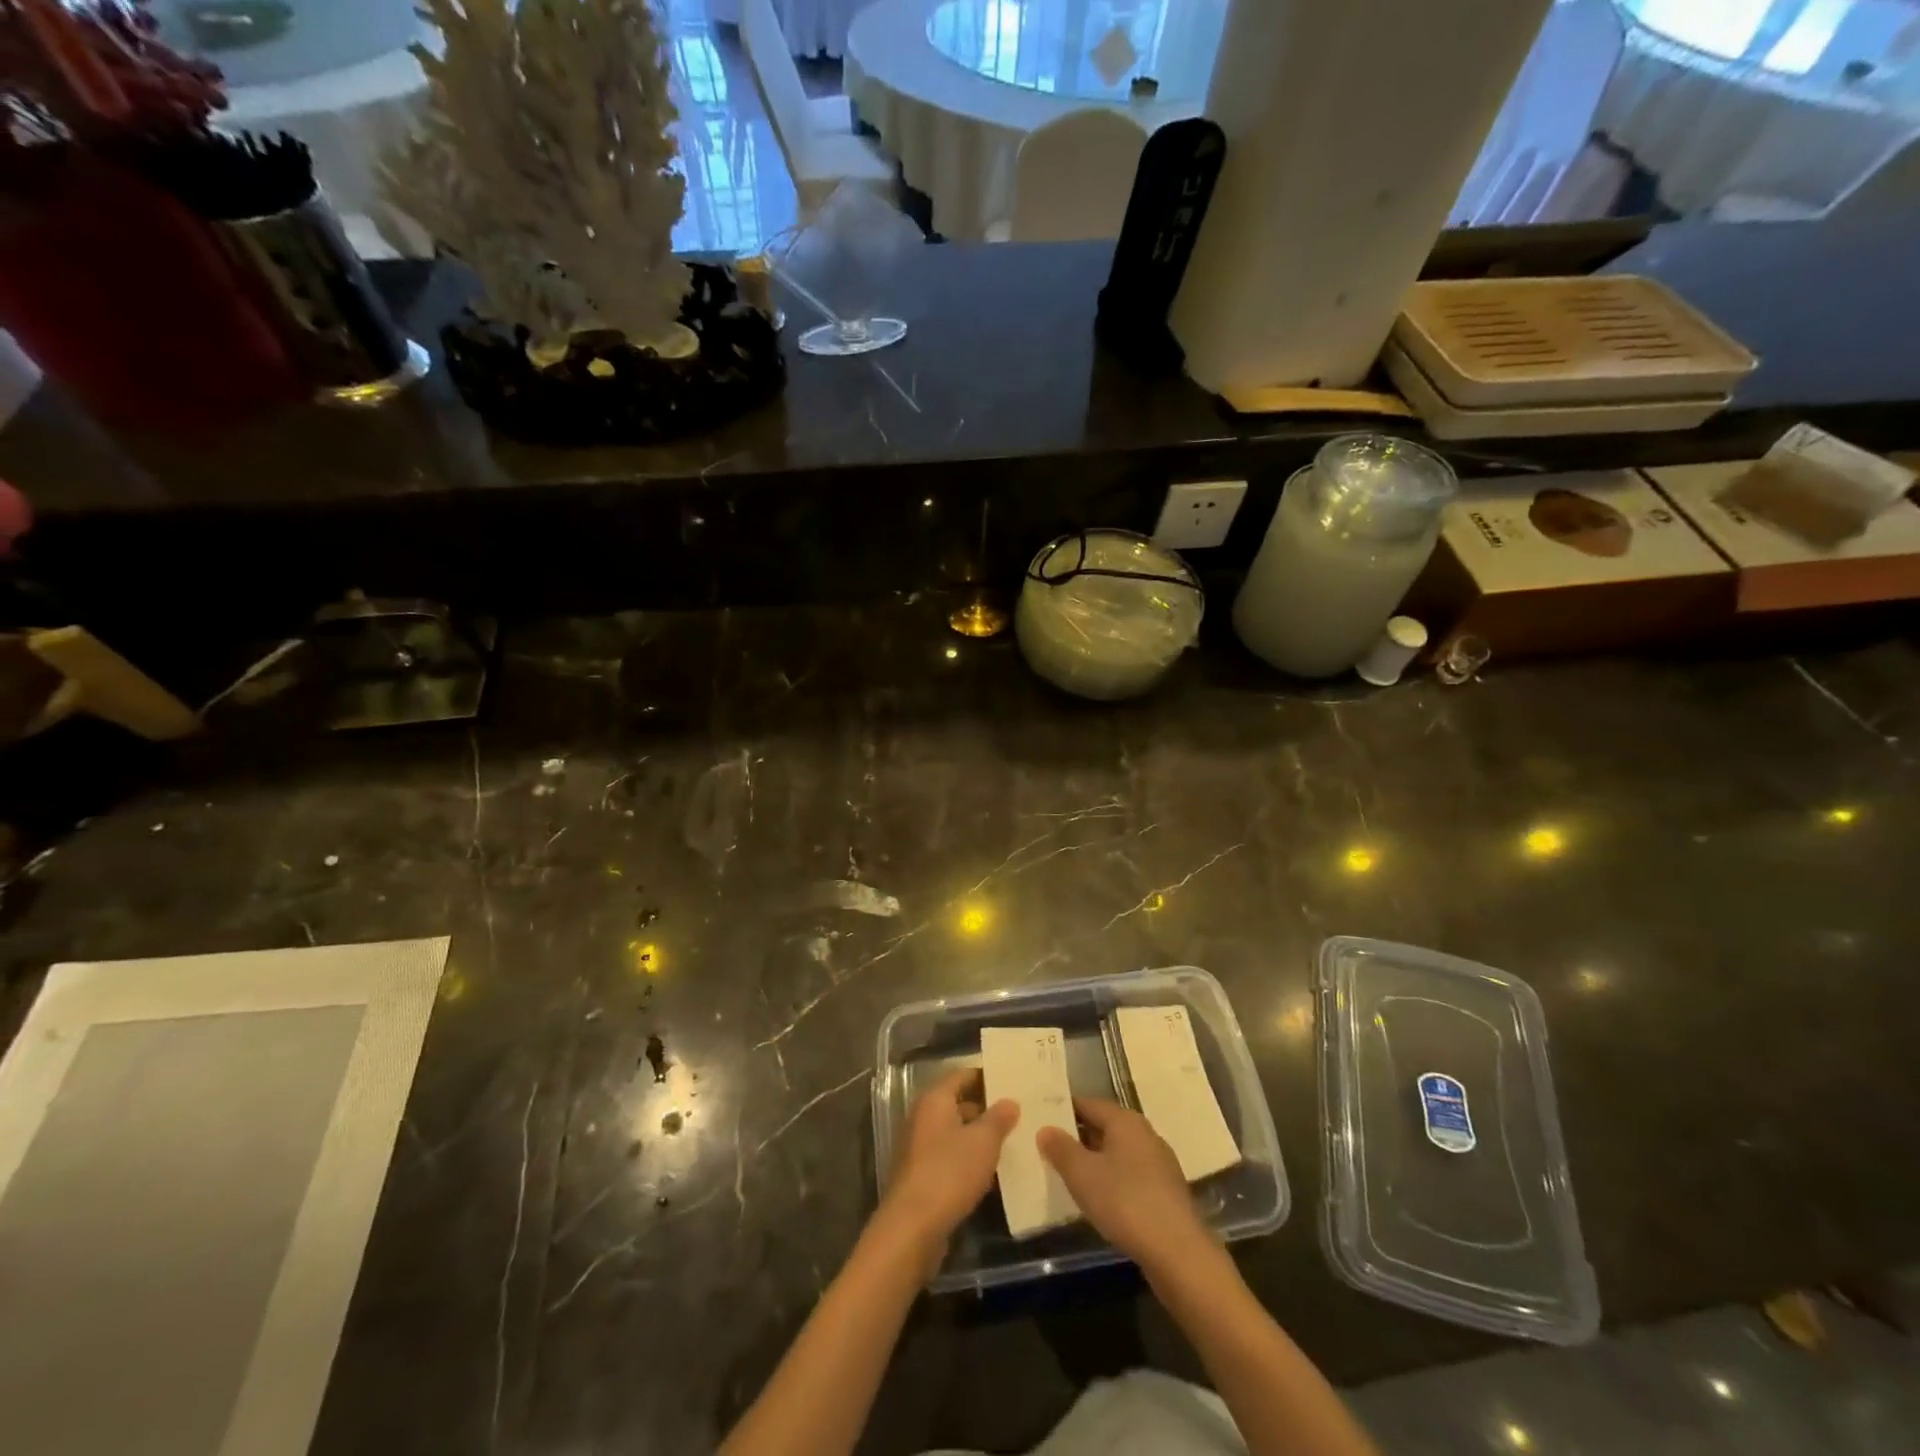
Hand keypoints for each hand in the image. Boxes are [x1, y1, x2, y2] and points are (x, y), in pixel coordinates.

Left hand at [877, 1068, 1018, 1261]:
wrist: (913, 1227)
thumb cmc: (949, 1172)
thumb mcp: (983, 1142)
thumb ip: (998, 1118)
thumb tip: (1010, 1101)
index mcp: (935, 1100)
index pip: (962, 1075)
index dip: (986, 1076)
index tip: (1012, 1081)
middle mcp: (923, 1117)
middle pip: (958, 1103)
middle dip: (987, 1108)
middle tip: (1018, 1113)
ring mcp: (920, 1147)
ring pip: (956, 1132)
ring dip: (979, 1137)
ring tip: (1013, 1141)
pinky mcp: (922, 1175)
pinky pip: (950, 1157)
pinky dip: (969, 1160)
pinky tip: (993, 1173)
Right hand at [1038, 1097, 1210, 1272]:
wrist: (1178, 1253)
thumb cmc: (1125, 1202)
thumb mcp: (1082, 1174)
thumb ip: (1061, 1149)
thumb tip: (1045, 1129)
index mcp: (1125, 1120)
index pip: (1087, 1104)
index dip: (1063, 1110)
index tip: (1040, 1120)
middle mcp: (1144, 1134)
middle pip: (1104, 1127)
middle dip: (1077, 1137)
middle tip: (1047, 1148)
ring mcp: (1158, 1163)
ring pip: (1117, 1153)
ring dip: (1094, 1161)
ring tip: (1067, 1175)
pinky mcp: (1165, 1192)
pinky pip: (1130, 1176)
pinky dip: (1111, 1181)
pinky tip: (1098, 1200)